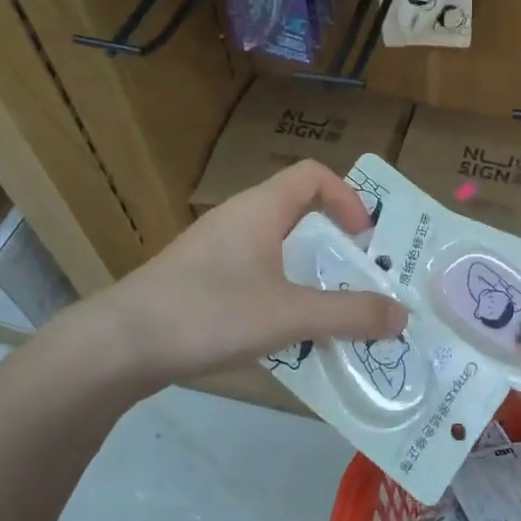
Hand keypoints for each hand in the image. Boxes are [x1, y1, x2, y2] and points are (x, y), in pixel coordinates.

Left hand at [94, 160, 406, 387]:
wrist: (118, 345)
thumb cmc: (209, 312)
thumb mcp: (289, 315)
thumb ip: (350, 315)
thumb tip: (402, 316)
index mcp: (260, 209)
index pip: (313, 175)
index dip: (348, 198)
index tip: (364, 240)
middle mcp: (237, 220)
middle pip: (298, 214)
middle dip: (334, 246)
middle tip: (359, 281)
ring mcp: (213, 251)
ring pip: (276, 251)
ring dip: (308, 277)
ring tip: (329, 315)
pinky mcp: (198, 282)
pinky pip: (253, 276)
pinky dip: (280, 296)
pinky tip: (282, 336)